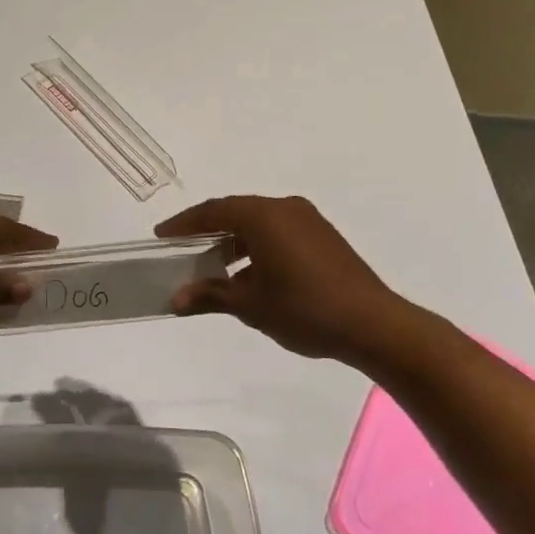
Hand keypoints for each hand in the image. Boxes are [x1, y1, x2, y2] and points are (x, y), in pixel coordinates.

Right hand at [154, 195, 422, 363]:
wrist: (373, 324)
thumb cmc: (304, 309)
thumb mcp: (250, 305)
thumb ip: (210, 295)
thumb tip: (175, 299)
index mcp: (264, 216)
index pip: (213, 212)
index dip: (184, 224)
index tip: (161, 237)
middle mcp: (285, 208)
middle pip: (235, 212)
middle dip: (207, 231)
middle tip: (182, 249)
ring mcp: (308, 221)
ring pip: (258, 223)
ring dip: (233, 241)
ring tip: (212, 266)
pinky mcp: (323, 237)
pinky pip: (278, 232)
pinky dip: (256, 246)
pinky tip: (249, 275)